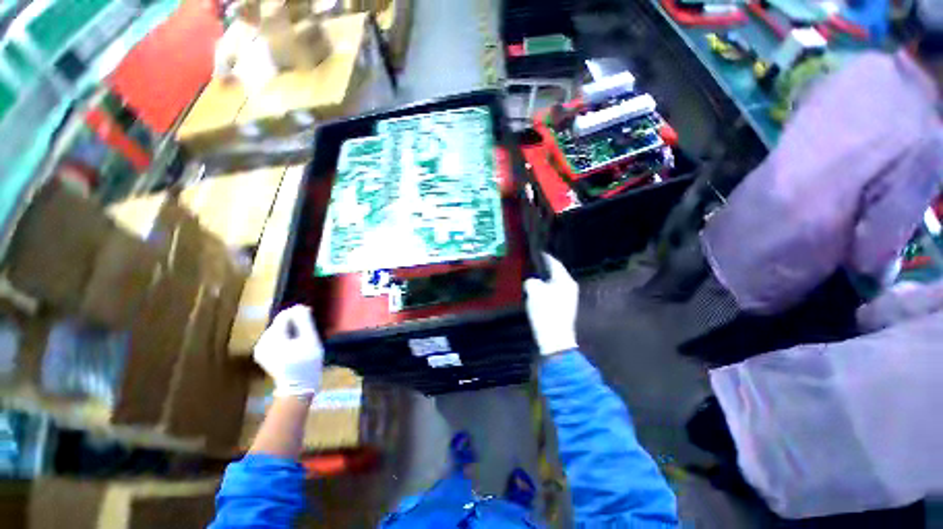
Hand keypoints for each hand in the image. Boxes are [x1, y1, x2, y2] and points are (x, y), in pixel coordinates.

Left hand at [253, 305, 323, 396]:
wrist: (298, 387)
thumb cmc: (307, 363)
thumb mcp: (310, 340)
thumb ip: (304, 321)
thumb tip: (300, 306)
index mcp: (272, 338)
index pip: (283, 316)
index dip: (297, 313)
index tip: (310, 316)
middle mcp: (261, 342)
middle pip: (279, 323)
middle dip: (294, 323)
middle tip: (308, 331)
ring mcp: (259, 349)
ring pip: (277, 330)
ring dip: (290, 330)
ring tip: (302, 339)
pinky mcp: (261, 354)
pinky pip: (274, 338)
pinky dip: (285, 338)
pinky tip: (294, 346)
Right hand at [524, 253, 578, 355]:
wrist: (555, 338)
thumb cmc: (546, 311)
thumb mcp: (534, 292)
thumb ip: (531, 282)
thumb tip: (532, 282)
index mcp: (565, 280)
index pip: (555, 263)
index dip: (546, 257)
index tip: (538, 252)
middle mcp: (570, 287)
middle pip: (556, 273)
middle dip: (545, 269)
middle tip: (533, 264)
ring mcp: (569, 298)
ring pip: (554, 283)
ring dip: (545, 280)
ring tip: (533, 278)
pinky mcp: (564, 307)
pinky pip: (554, 293)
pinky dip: (546, 290)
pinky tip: (537, 292)